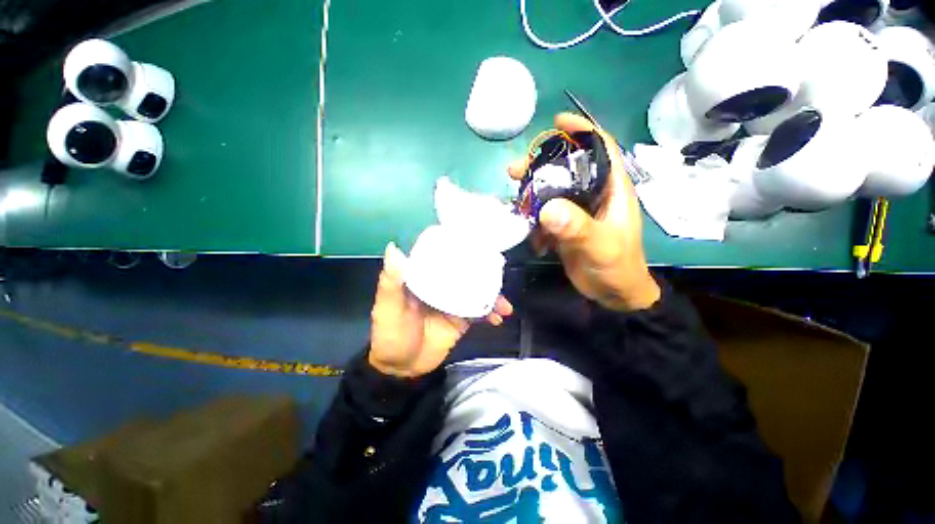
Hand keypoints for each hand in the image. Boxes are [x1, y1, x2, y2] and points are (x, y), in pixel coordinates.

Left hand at [369, 242, 513, 377]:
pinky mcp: (458, 322)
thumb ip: (391, 281)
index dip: (457, 248)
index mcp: (418, 277)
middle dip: (483, 273)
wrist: (399, 369)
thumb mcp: (387, 308)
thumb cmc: (389, 335)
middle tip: (501, 275)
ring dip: (491, 295)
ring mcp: (449, 304)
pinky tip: (499, 318)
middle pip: (463, 273)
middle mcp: (436, 286)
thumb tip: (393, 247)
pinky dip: (490, 313)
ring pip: (474, 292)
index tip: (478, 244)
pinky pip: (478, 312)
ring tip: (504, 305)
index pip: (439, 256)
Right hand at [508, 113, 659, 311]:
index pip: (603, 146)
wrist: (616, 296)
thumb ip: (578, 228)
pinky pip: (549, 206)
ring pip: (556, 183)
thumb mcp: (602, 246)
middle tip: (518, 166)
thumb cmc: (619, 267)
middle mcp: (598, 190)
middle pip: (571, 162)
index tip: (558, 121)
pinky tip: (523, 218)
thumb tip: (549, 207)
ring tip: (513, 186)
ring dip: (534, 183)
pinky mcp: (570, 222)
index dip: (583, 129)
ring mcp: (582, 206)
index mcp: (614, 187)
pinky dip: (534, 208)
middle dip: (544, 158)